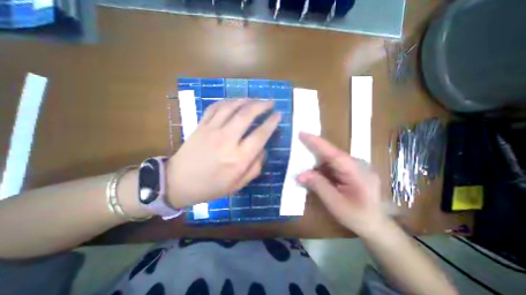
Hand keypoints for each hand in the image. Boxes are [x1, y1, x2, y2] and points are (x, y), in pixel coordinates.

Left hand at [166, 100, 281, 207]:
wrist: (178, 183)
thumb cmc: (211, 187)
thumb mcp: (238, 185)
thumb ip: (255, 168)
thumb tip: (264, 150)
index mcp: (238, 159)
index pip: (260, 135)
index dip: (271, 122)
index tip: (278, 115)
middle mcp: (227, 140)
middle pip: (247, 115)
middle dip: (262, 105)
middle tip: (270, 102)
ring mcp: (212, 130)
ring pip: (231, 107)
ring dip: (246, 100)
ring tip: (255, 99)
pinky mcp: (201, 126)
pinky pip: (215, 107)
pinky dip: (227, 101)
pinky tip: (235, 101)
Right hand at [296, 132, 384, 236]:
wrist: (377, 226)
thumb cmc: (358, 217)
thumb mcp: (335, 204)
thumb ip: (318, 186)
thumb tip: (299, 175)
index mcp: (356, 171)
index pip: (332, 153)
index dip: (316, 142)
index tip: (301, 133)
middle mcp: (357, 164)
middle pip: (330, 154)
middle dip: (312, 153)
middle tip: (296, 151)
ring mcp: (356, 166)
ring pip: (331, 159)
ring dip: (316, 163)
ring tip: (303, 168)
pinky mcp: (352, 170)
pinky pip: (333, 165)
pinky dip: (322, 168)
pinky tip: (315, 174)